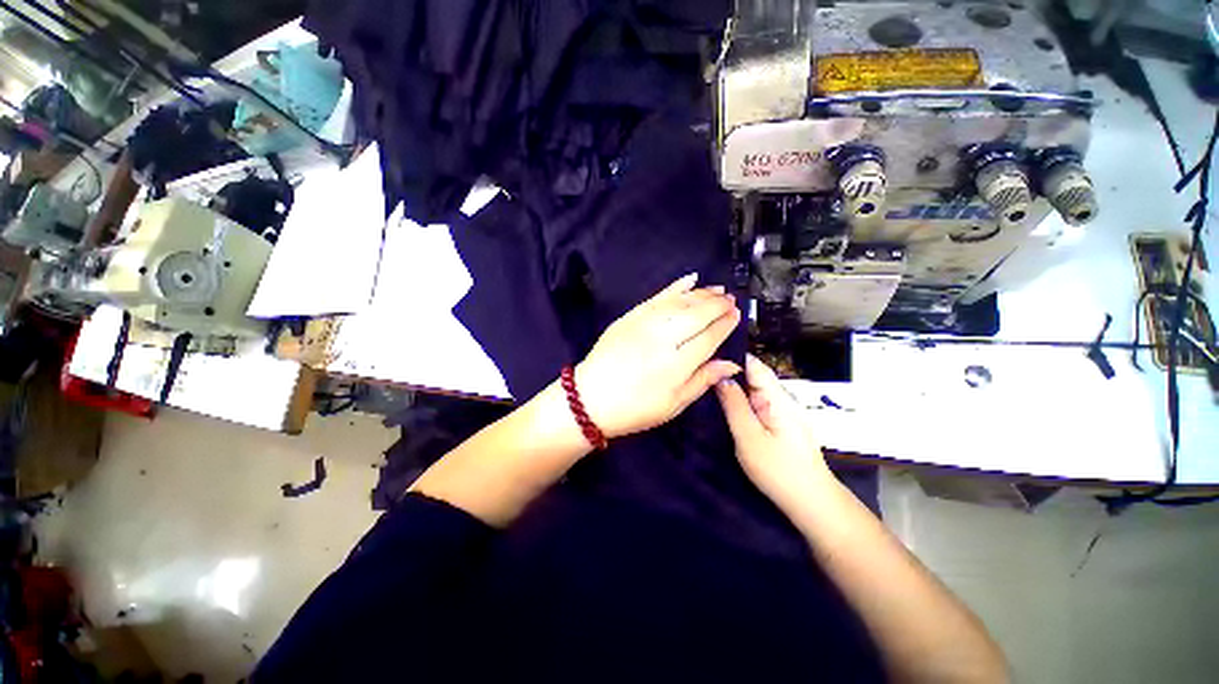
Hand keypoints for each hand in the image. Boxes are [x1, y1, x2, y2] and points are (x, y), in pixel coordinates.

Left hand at [575, 273, 741, 438]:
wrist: (591, 398)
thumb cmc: (635, 408)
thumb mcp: (673, 405)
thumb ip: (703, 380)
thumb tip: (732, 364)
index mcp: (676, 365)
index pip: (709, 337)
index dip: (725, 324)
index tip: (737, 315)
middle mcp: (663, 339)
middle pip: (697, 314)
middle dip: (717, 304)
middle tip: (731, 298)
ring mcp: (644, 324)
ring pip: (679, 302)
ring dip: (701, 293)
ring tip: (717, 290)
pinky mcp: (630, 317)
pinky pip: (657, 297)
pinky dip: (675, 287)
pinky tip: (690, 280)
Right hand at [715, 355, 834, 513]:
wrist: (811, 503)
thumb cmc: (779, 471)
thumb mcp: (749, 438)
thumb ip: (734, 405)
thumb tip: (720, 377)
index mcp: (777, 398)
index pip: (753, 365)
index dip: (731, 358)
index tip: (705, 358)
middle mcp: (783, 399)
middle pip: (753, 376)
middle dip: (729, 373)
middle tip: (700, 373)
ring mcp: (783, 412)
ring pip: (754, 391)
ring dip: (734, 388)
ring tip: (706, 385)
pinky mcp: (781, 424)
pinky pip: (758, 404)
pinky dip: (741, 401)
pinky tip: (726, 405)